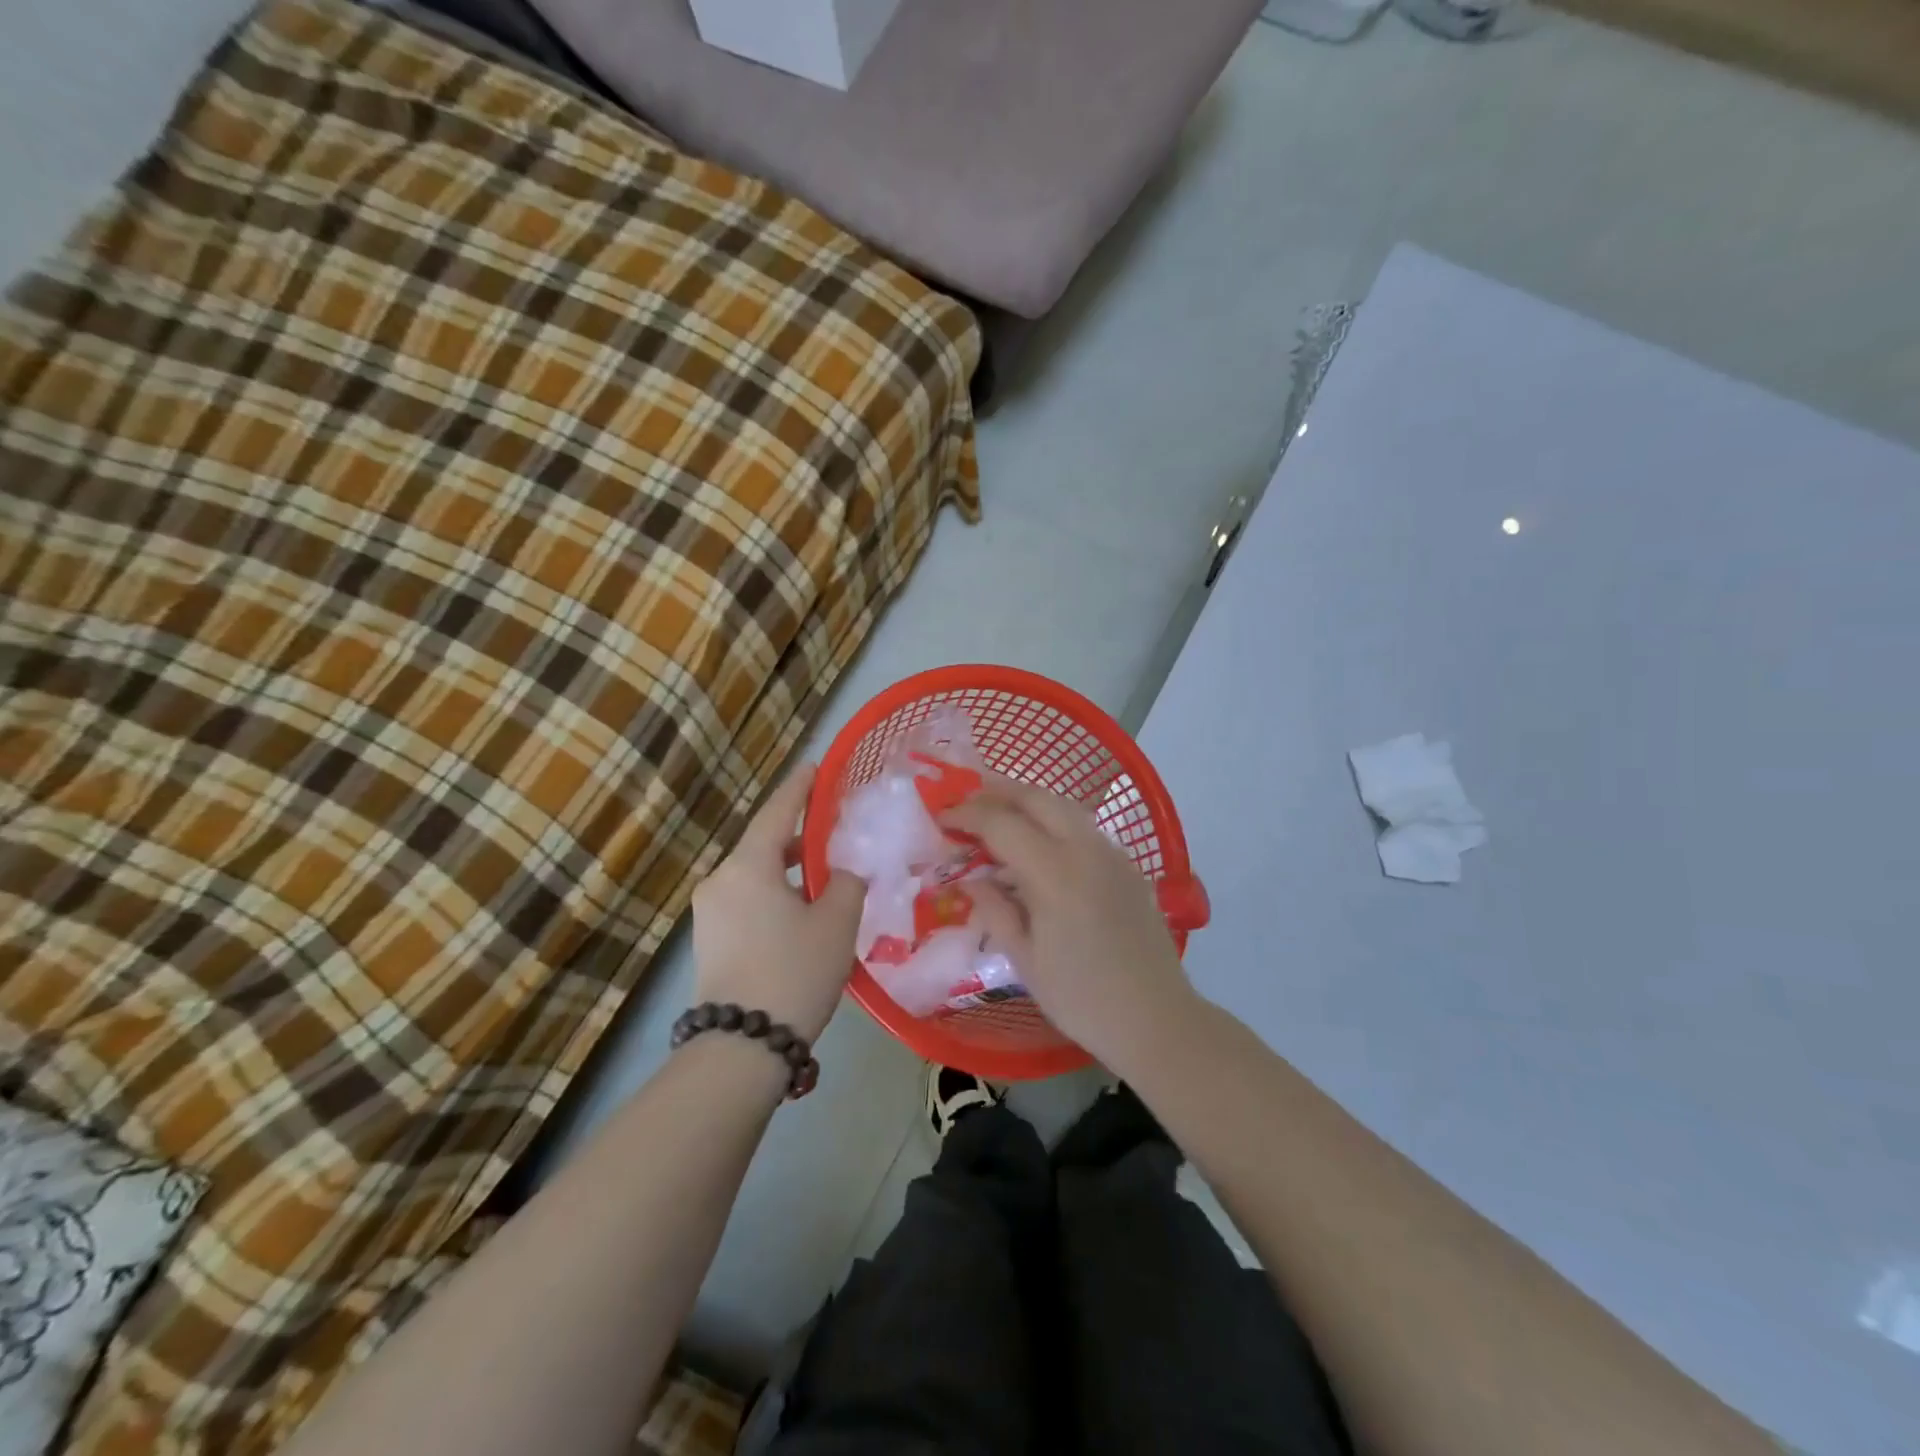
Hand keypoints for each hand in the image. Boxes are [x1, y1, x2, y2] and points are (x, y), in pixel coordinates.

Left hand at [690, 765, 864, 1042]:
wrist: (741, 1047)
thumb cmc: (794, 971)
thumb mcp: (837, 922)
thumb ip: (848, 882)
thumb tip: (845, 871)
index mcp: (747, 866)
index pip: (777, 812)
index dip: (799, 788)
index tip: (815, 766)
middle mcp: (720, 880)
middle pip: (765, 845)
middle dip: (800, 837)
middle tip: (835, 832)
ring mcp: (709, 913)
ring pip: (756, 877)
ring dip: (789, 872)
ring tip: (826, 879)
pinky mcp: (708, 941)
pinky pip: (746, 902)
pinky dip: (774, 896)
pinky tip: (801, 914)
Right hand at [945, 776, 1198, 1069]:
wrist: (1157, 1019)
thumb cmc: (1082, 998)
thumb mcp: (1024, 960)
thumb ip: (994, 910)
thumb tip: (971, 879)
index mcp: (1055, 873)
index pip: (1002, 823)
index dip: (967, 814)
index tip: (942, 816)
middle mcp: (1086, 849)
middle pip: (1036, 798)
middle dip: (997, 790)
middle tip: (967, 798)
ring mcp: (1112, 853)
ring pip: (1064, 806)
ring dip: (1027, 801)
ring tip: (997, 811)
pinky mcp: (1127, 865)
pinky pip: (1083, 827)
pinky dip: (1053, 821)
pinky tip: (1039, 843)